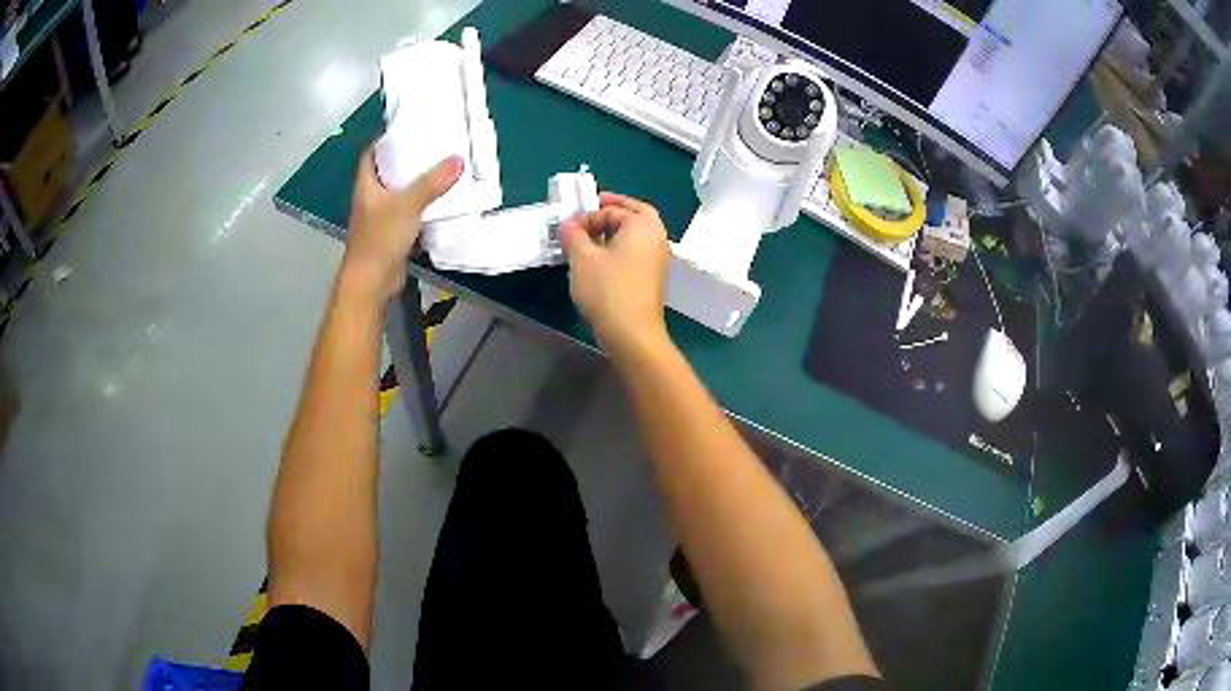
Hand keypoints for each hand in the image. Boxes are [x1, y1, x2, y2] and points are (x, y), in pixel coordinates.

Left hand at [339, 147, 462, 303]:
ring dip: (415, 184)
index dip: (386, 141)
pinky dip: (421, 206)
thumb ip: (432, 183)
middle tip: (431, 148)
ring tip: (440, 170)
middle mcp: (370, 199)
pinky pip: (407, 212)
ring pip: (398, 193)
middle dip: (406, 160)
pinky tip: (439, 202)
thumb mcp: (408, 205)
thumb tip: (458, 159)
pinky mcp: (391, 235)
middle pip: (387, 172)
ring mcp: (379, 219)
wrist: (371, 283)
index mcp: (366, 186)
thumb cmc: (380, 240)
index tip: (407, 131)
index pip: (371, 155)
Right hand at [560, 192, 670, 358]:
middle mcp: (656, 237)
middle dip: (613, 211)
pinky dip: (620, 248)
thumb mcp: (582, 258)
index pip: (613, 209)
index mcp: (643, 225)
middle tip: (591, 211)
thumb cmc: (608, 290)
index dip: (588, 215)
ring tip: (589, 239)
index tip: (568, 228)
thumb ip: (573, 235)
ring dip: (615, 231)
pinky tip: (600, 260)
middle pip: (636, 213)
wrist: (632, 334)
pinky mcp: (652, 277)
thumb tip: (568, 225)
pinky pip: (636, 252)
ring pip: (636, 234)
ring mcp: (657, 259)